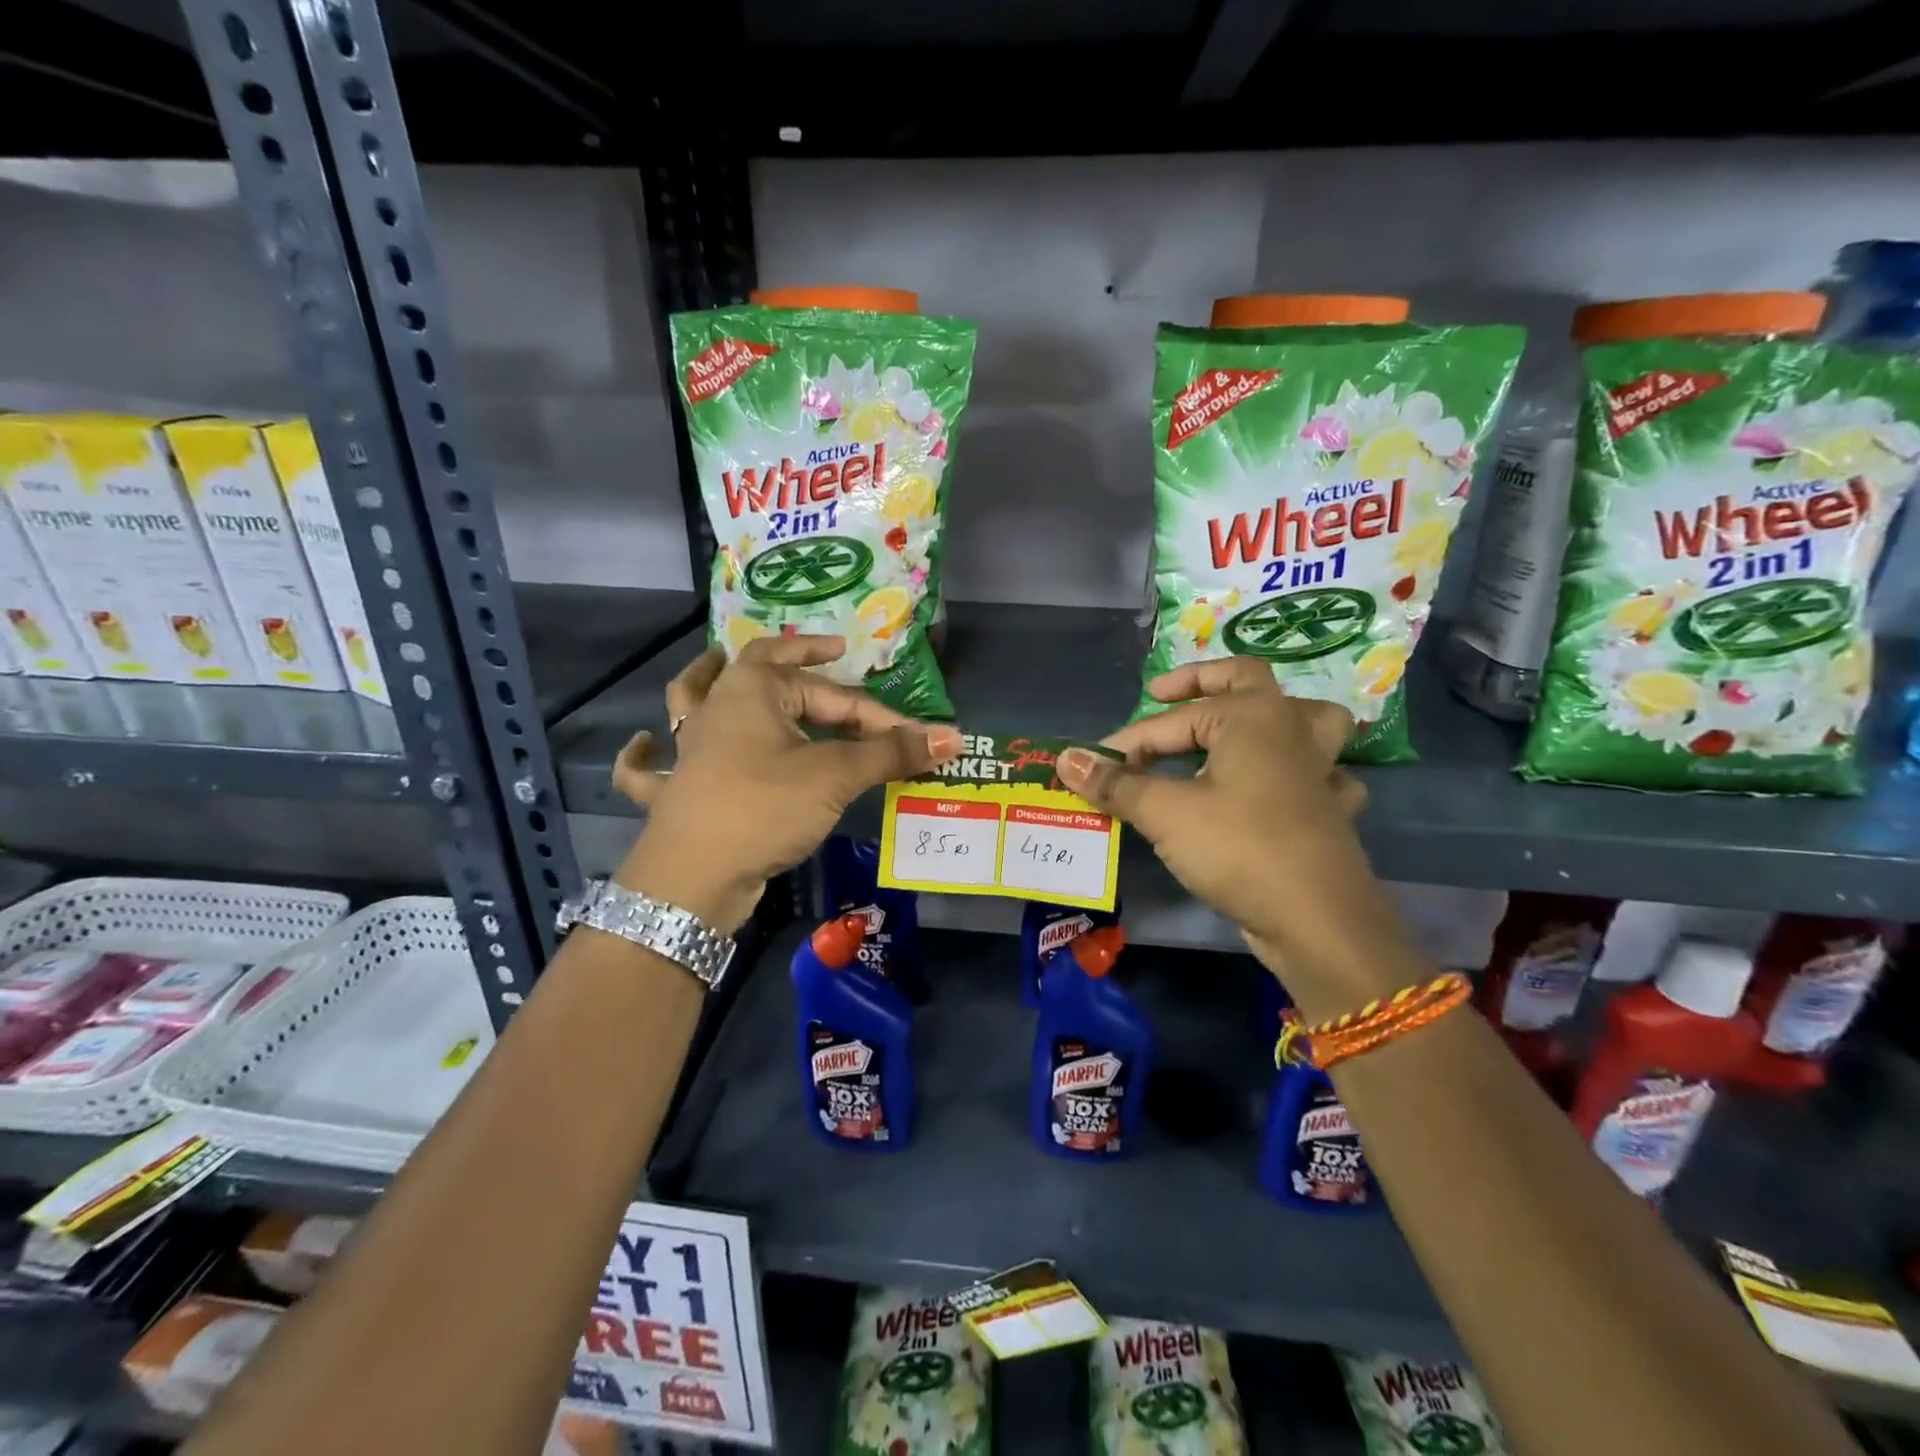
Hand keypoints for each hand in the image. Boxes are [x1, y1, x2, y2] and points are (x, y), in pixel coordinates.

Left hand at [613, 636, 960, 932]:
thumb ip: (891, 753)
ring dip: (705, 679)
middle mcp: (715, 708)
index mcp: (752, 690)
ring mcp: (688, 749)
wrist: (693, 878)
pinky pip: (650, 767)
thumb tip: (952, 736)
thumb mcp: (835, 776)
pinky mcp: (676, 790)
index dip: (877, 715)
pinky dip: (644, 755)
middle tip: (832, 661)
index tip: (912, 736)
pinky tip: (644, 743)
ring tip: (718, 661)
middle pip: (765, 677)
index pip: (831, 694)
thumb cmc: (765, 807)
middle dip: (802, 668)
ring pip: (692, 701)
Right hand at [1056, 658, 1404, 1013]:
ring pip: (1306, 720)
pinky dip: (1305, 774)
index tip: (1092, 767)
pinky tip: (1284, 789)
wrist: (1316, 918)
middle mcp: (1289, 729)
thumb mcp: (1164, 812)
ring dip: (1272, 715)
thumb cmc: (1237, 847)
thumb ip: (1115, 783)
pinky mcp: (1330, 809)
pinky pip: (1324, 775)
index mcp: (1250, 715)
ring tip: (1239, 724)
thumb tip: (1065, 759)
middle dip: (1200, 681)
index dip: (1126, 743)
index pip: (1169, 723)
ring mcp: (1318, 768)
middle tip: (1161, 694)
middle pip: (1246, 680)